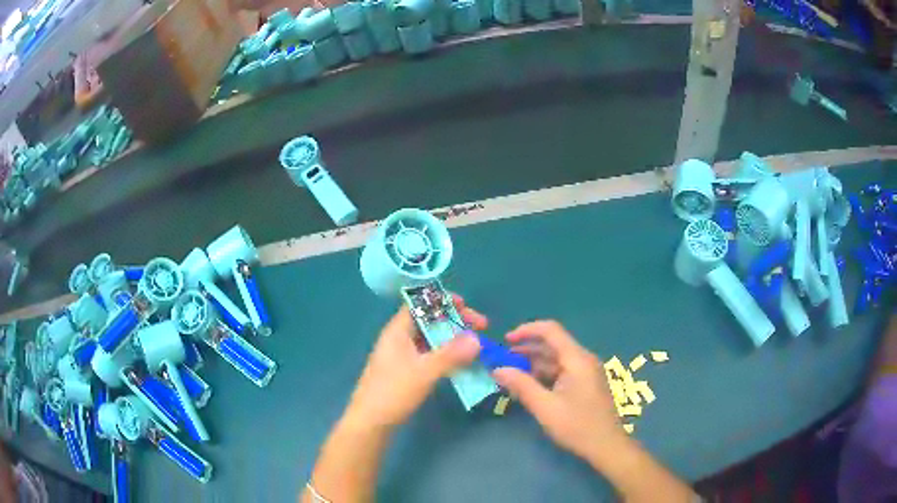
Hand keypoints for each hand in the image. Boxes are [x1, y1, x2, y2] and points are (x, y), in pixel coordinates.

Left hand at [344, 295, 485, 428]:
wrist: (370, 423)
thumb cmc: (393, 392)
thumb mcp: (424, 372)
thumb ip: (450, 354)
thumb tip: (476, 338)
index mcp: (398, 331)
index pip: (420, 304)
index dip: (442, 300)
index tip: (466, 305)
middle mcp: (399, 339)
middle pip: (429, 321)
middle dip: (455, 321)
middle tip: (481, 327)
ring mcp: (403, 357)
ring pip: (432, 340)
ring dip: (454, 340)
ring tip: (477, 345)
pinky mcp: (407, 372)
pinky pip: (430, 356)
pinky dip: (447, 356)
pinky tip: (463, 364)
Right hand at [492, 321, 625, 465]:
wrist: (607, 446)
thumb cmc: (577, 426)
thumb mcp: (545, 407)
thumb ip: (521, 385)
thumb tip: (498, 369)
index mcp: (577, 359)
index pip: (550, 330)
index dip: (526, 330)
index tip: (505, 341)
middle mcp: (583, 360)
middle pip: (552, 345)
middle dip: (526, 350)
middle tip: (502, 362)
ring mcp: (586, 372)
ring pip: (556, 360)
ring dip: (533, 364)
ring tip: (510, 375)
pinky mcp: (586, 384)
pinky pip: (562, 371)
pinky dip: (544, 375)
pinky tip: (529, 387)